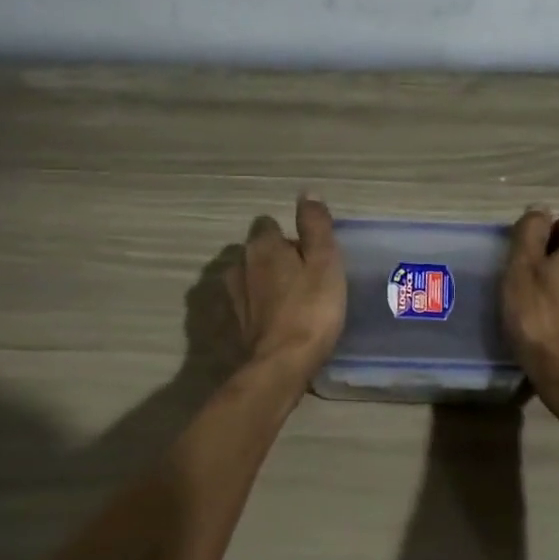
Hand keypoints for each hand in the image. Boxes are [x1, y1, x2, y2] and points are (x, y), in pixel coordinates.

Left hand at [227, 195, 346, 380]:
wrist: (282, 364)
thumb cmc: (311, 308)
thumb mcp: (325, 262)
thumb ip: (316, 226)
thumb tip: (308, 194)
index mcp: (262, 246)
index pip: (269, 224)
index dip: (289, 235)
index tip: (309, 252)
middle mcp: (240, 265)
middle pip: (259, 250)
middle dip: (277, 257)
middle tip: (306, 276)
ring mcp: (233, 296)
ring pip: (251, 277)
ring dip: (267, 283)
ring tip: (292, 299)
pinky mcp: (234, 324)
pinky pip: (248, 304)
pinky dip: (260, 307)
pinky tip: (278, 320)